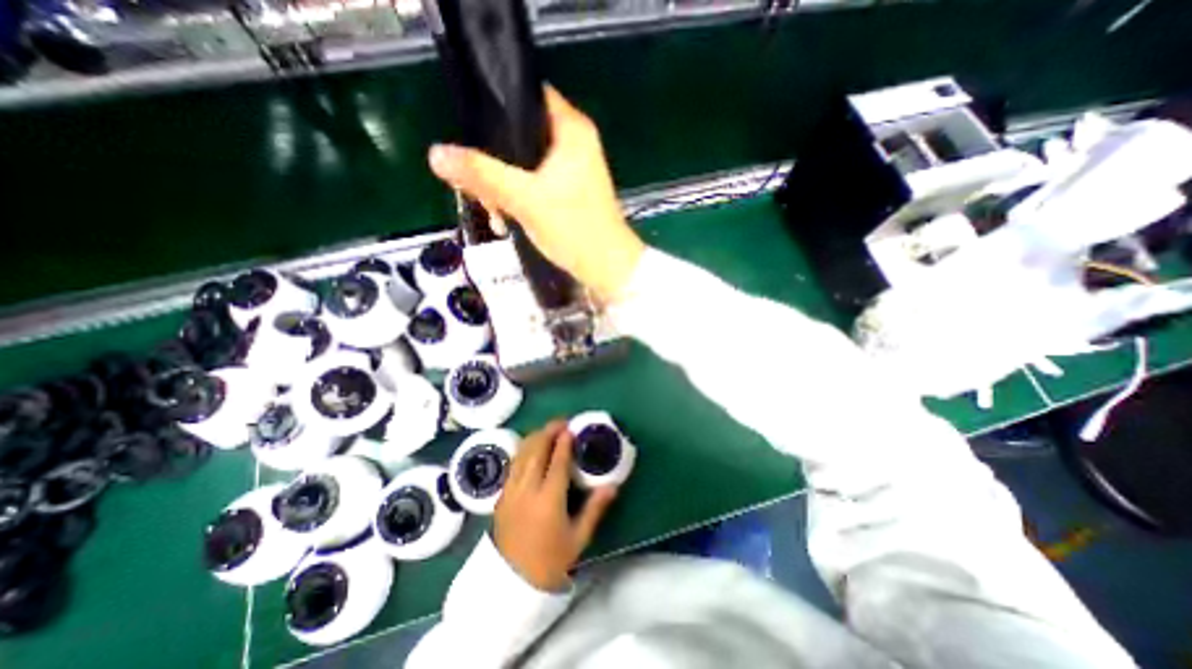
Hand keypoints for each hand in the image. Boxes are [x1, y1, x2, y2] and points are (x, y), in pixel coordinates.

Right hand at [431, 83, 642, 302]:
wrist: (607, 268)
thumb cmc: (574, 229)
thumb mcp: (525, 199)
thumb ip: (482, 174)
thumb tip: (437, 154)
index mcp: (572, 130)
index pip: (527, 95)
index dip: (495, 108)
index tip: (470, 133)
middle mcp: (574, 143)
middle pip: (520, 135)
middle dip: (493, 162)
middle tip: (476, 188)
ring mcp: (573, 170)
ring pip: (524, 164)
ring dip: (502, 186)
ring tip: (492, 212)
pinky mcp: (569, 193)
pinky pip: (534, 185)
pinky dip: (518, 198)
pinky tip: (504, 218)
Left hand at [498, 419, 623, 590]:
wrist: (513, 583)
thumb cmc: (551, 560)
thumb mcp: (578, 537)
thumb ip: (595, 508)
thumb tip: (612, 486)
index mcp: (549, 501)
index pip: (557, 463)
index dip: (564, 443)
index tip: (570, 428)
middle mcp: (527, 490)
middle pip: (536, 452)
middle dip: (548, 432)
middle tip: (561, 422)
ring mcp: (511, 492)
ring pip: (521, 454)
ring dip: (534, 438)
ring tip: (547, 430)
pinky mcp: (501, 495)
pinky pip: (512, 464)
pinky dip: (523, 450)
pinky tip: (530, 447)